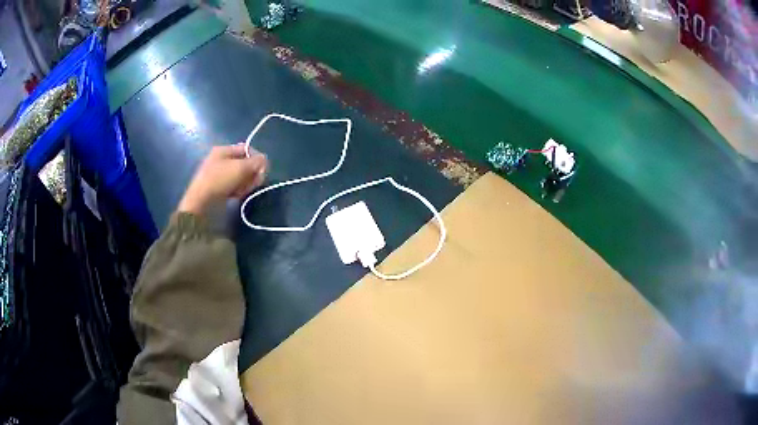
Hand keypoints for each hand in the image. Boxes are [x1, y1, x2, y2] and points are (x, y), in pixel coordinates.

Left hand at [178, 143, 267, 215]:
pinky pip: (235, 186)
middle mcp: (221, 160)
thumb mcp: (241, 167)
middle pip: (244, 163)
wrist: (201, 203)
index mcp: (223, 150)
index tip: (263, 170)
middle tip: (255, 182)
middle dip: (252, 172)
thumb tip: (265, 160)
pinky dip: (239, 190)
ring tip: (243, 190)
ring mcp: (219, 175)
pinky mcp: (219, 188)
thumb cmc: (220, 180)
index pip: (246, 149)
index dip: (257, 158)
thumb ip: (256, 162)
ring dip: (246, 183)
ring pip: (241, 176)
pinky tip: (238, 195)